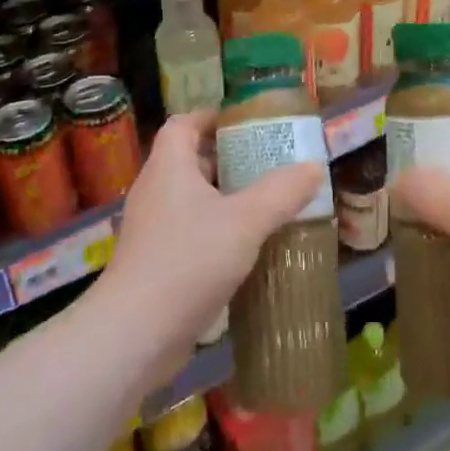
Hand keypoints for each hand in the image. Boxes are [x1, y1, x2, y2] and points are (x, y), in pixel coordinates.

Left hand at [99, 111, 323, 365]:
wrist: (135, 334)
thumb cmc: (188, 261)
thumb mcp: (246, 221)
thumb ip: (282, 192)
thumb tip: (314, 166)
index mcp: (169, 167)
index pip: (184, 124)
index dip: (212, 116)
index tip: (247, 122)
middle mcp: (155, 191)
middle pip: (190, 160)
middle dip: (228, 158)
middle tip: (268, 163)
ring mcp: (152, 229)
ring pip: (191, 199)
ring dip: (225, 197)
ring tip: (266, 203)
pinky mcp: (154, 262)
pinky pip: (189, 231)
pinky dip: (216, 230)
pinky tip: (246, 248)